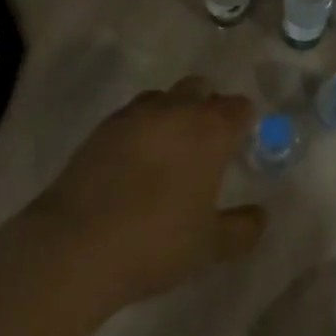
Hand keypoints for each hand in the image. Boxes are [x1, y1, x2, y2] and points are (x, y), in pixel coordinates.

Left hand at [27, 77, 266, 314]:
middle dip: (207, 107)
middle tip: (204, 146)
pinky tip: (133, 163)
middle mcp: (176, 110)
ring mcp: (135, 115)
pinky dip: (140, 129)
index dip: (242, 123)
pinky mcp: (102, 128)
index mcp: (211, 130)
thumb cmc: (156, 243)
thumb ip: (242, 228)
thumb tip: (260, 216)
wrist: (75, 247)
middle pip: (200, 88)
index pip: (239, 107)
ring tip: (166, 152)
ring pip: (163, 97)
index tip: (238, 147)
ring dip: (171, 113)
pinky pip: (131, 116)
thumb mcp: (210, 246)